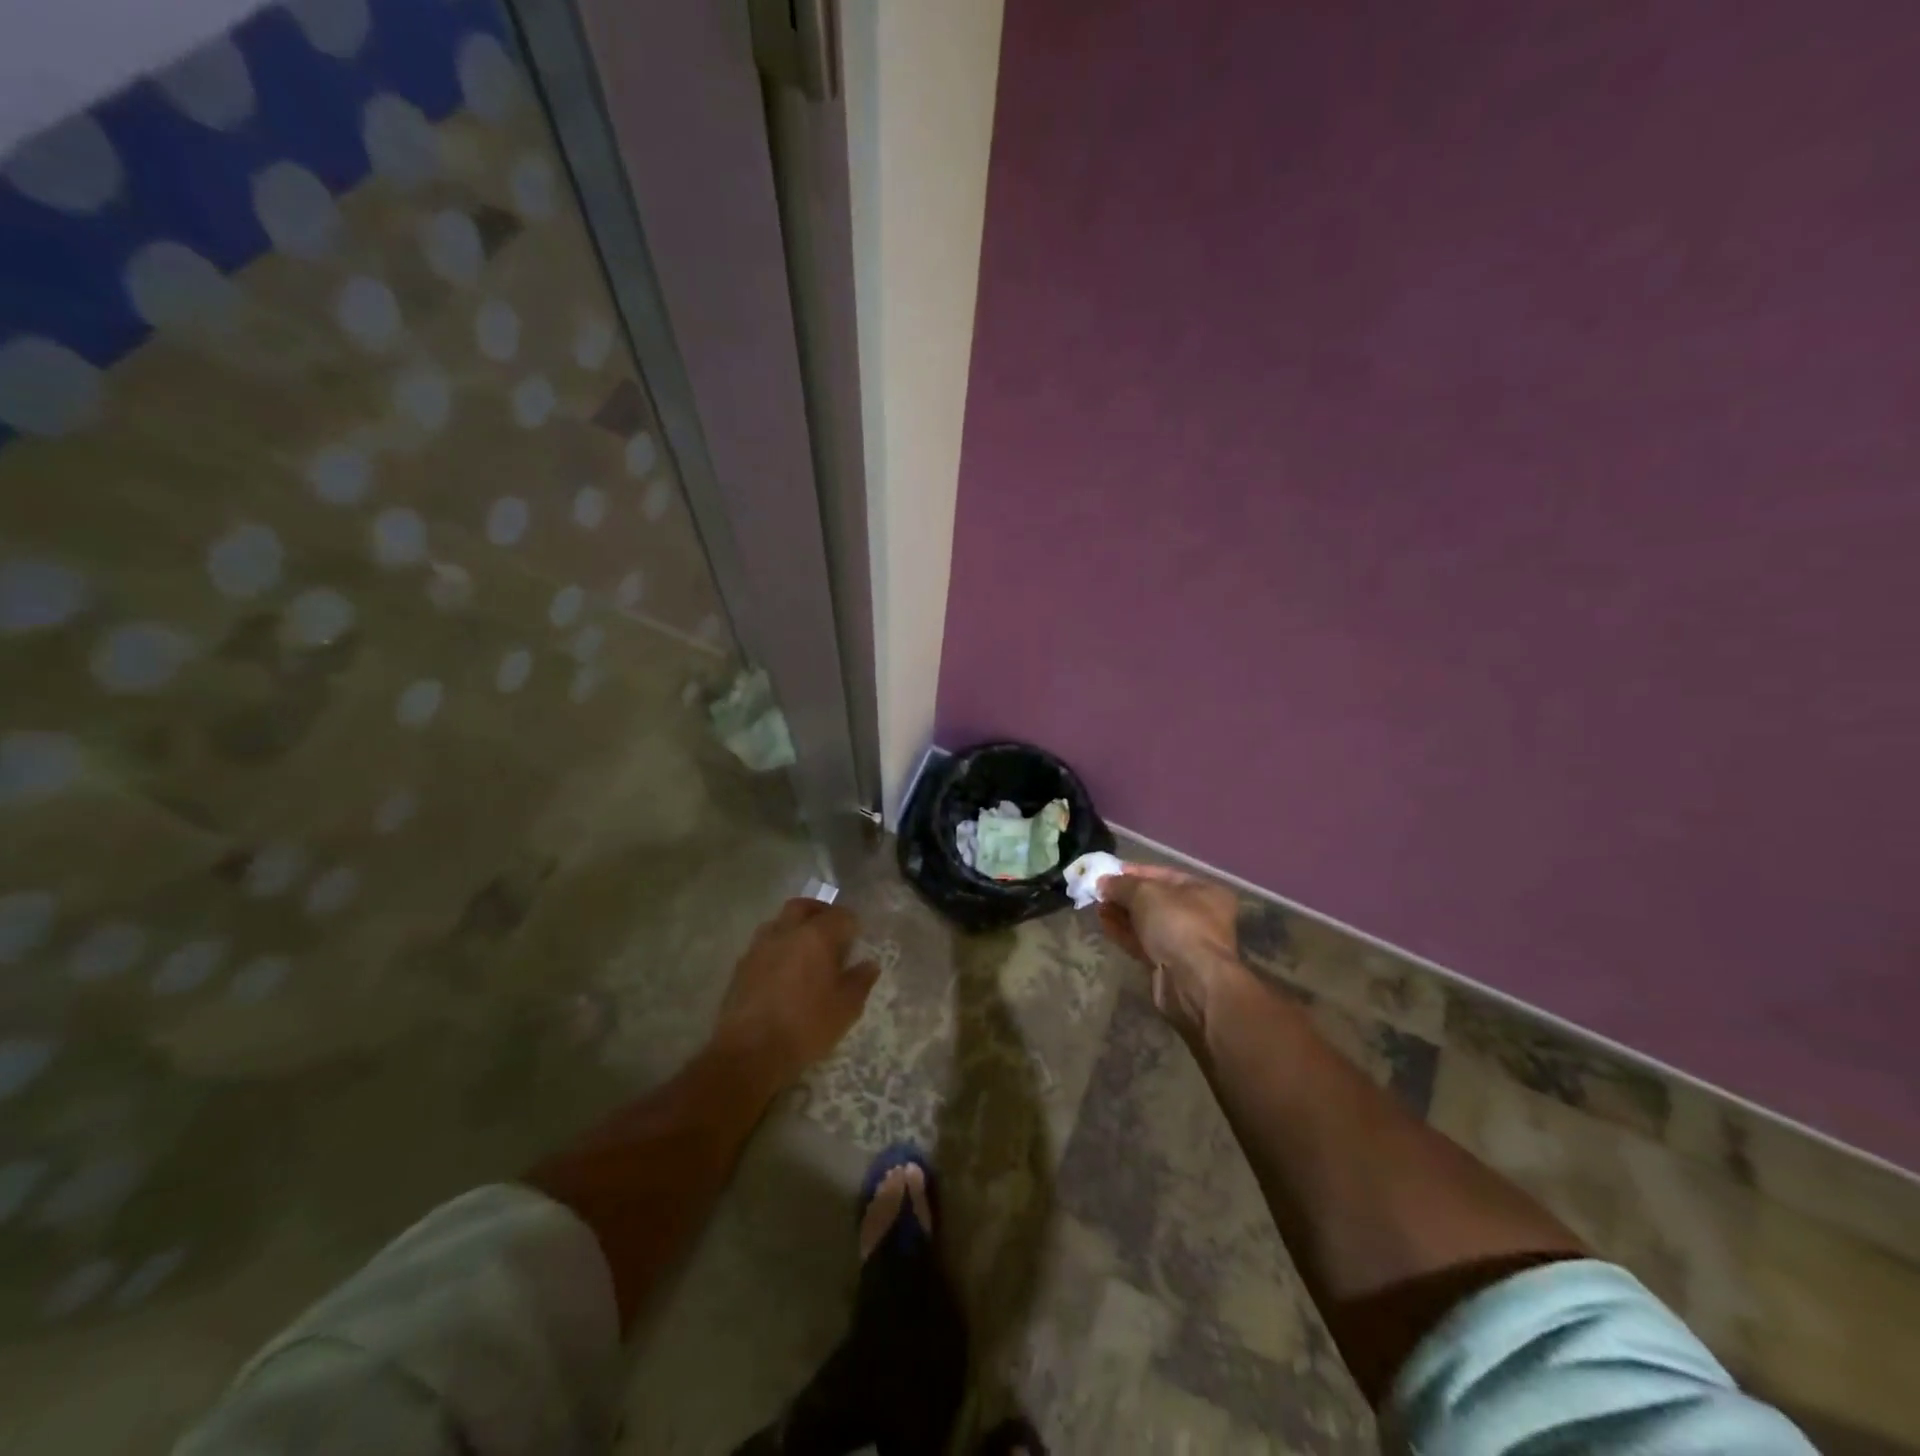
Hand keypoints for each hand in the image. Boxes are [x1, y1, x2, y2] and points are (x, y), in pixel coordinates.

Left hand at [714, 898, 879, 1088]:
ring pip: (779, 923)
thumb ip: (860, 981)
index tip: (857, 940)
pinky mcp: (740, 967)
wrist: (749, 1051)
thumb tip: (869, 964)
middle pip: (803, 906)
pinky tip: (783, 972)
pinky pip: (763, 946)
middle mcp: (786, 932)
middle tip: (831, 931)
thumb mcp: (846, 1008)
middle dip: (819, 912)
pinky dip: (777, 949)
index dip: (852, 925)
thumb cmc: (806, 1026)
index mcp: (816, 936)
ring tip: (805, 951)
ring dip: (794, 928)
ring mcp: (759, 947)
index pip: (840, 915)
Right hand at [1097, 866, 1248, 1042]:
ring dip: (1122, 914)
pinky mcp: (1169, 964)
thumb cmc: (1176, 924)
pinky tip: (1104, 924)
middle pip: (1155, 899)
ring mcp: (1185, 942)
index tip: (1109, 872)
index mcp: (1204, 891)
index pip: (1164, 874)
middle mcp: (1199, 915)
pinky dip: (1124, 933)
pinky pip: (1143, 942)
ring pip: (1147, 923)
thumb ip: (1121, 884)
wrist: (1192, 981)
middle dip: (1125, 895)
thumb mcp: (1145, 893)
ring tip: (1097, 907)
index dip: (1135, 872)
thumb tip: (1103, 882)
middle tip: (1099, 892)